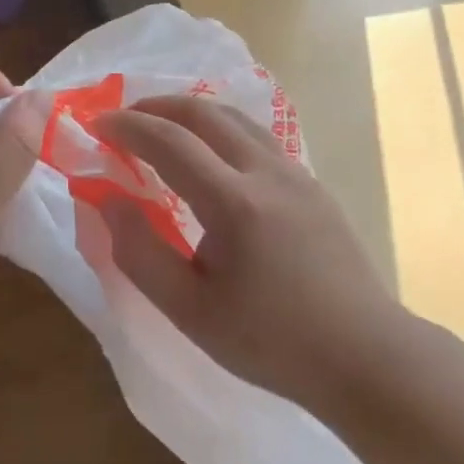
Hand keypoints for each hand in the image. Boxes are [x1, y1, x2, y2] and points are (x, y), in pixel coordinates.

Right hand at [91, 96, 410, 411]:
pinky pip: (257, 136)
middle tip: (124, 119)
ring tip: (162, 126)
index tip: (96, 125)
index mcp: (234, 202)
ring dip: (191, 112)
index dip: (127, 127)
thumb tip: (108, 200)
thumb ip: (140, 253)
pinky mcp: (313, 184)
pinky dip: (220, 128)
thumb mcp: (191, 312)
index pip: (169, 142)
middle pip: (204, 112)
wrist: (366, 357)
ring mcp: (296, 173)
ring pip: (235, 117)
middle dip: (156, 106)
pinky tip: (211, 155)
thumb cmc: (272, 342)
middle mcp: (267, 172)